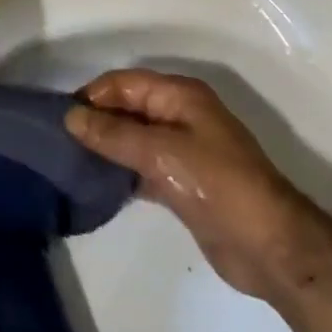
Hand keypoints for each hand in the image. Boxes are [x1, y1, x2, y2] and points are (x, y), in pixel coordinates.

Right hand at [66, 69, 308, 301]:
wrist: (271, 248)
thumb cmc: (217, 185)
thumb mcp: (161, 153)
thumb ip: (113, 134)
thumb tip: (70, 116)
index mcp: (180, 95)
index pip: (124, 83)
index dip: (93, 95)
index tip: (60, 116)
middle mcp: (180, 115)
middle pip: (128, 108)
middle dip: (97, 119)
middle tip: (60, 139)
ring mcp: (183, 150)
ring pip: (134, 138)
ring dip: (107, 146)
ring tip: (71, 160)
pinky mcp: (184, 184)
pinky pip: (143, 166)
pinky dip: (121, 171)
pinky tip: (97, 184)